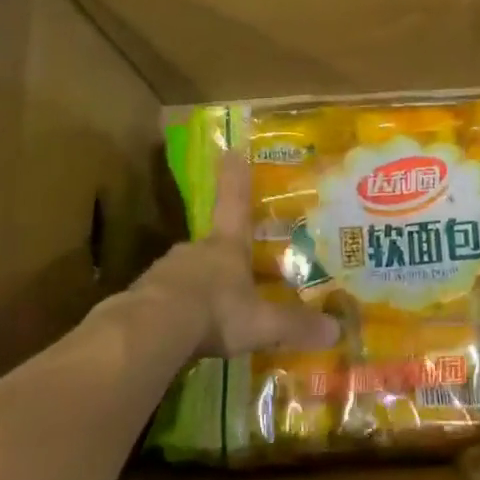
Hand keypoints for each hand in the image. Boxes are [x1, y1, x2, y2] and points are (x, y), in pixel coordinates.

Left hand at [133, 152, 340, 358]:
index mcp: (227, 246)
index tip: (231, 148)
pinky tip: (183, 331)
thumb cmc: (215, 312)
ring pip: (187, 272)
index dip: (236, 176)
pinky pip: (165, 299)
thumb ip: (295, 325)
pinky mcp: (142, 297)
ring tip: (211, 308)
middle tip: (236, 270)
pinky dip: (176, 309)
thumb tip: (337, 331)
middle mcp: (196, 250)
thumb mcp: (261, 323)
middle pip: (212, 244)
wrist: (150, 330)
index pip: (236, 202)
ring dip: (199, 284)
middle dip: (223, 255)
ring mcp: (165, 271)